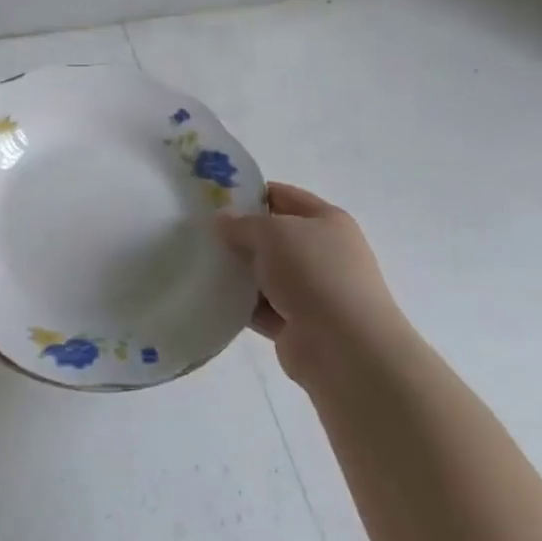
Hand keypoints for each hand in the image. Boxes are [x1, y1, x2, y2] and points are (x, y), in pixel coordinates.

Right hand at [216, 182, 407, 385]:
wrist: (344, 347)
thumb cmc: (313, 274)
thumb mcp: (272, 233)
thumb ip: (242, 223)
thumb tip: (222, 220)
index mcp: (327, 221)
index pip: (283, 196)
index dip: (250, 193)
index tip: (212, 197)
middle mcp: (323, 253)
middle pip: (272, 237)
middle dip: (238, 235)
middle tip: (198, 232)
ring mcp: (312, 291)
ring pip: (264, 273)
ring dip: (237, 272)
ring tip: (197, 263)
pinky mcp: (296, 324)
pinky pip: (260, 307)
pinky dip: (240, 304)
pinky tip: (210, 297)